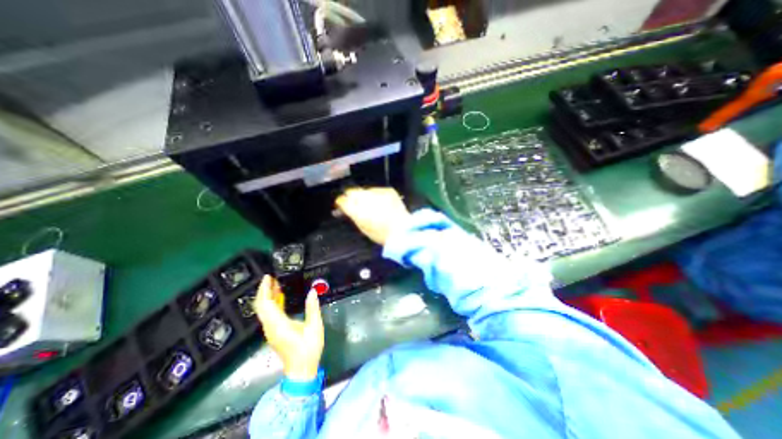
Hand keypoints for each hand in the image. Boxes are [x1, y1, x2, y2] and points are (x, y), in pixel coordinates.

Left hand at [252, 275, 321, 378]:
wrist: (301, 370)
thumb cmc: (308, 348)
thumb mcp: (314, 327)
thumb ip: (312, 308)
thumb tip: (312, 291)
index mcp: (278, 324)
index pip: (266, 304)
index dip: (265, 289)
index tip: (268, 277)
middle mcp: (270, 327)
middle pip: (261, 306)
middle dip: (264, 290)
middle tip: (272, 277)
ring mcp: (271, 330)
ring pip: (264, 310)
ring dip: (268, 296)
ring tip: (276, 284)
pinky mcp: (274, 332)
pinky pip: (269, 314)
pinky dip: (272, 303)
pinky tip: (280, 297)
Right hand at [334, 186, 409, 244]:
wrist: (402, 229)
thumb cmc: (382, 234)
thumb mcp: (363, 227)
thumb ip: (353, 215)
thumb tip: (347, 208)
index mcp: (356, 210)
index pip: (343, 200)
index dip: (342, 202)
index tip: (343, 204)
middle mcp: (365, 199)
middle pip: (352, 192)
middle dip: (353, 197)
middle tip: (356, 203)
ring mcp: (377, 193)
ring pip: (365, 190)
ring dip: (366, 196)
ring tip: (374, 206)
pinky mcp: (388, 190)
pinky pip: (378, 190)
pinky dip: (378, 196)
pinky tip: (382, 204)